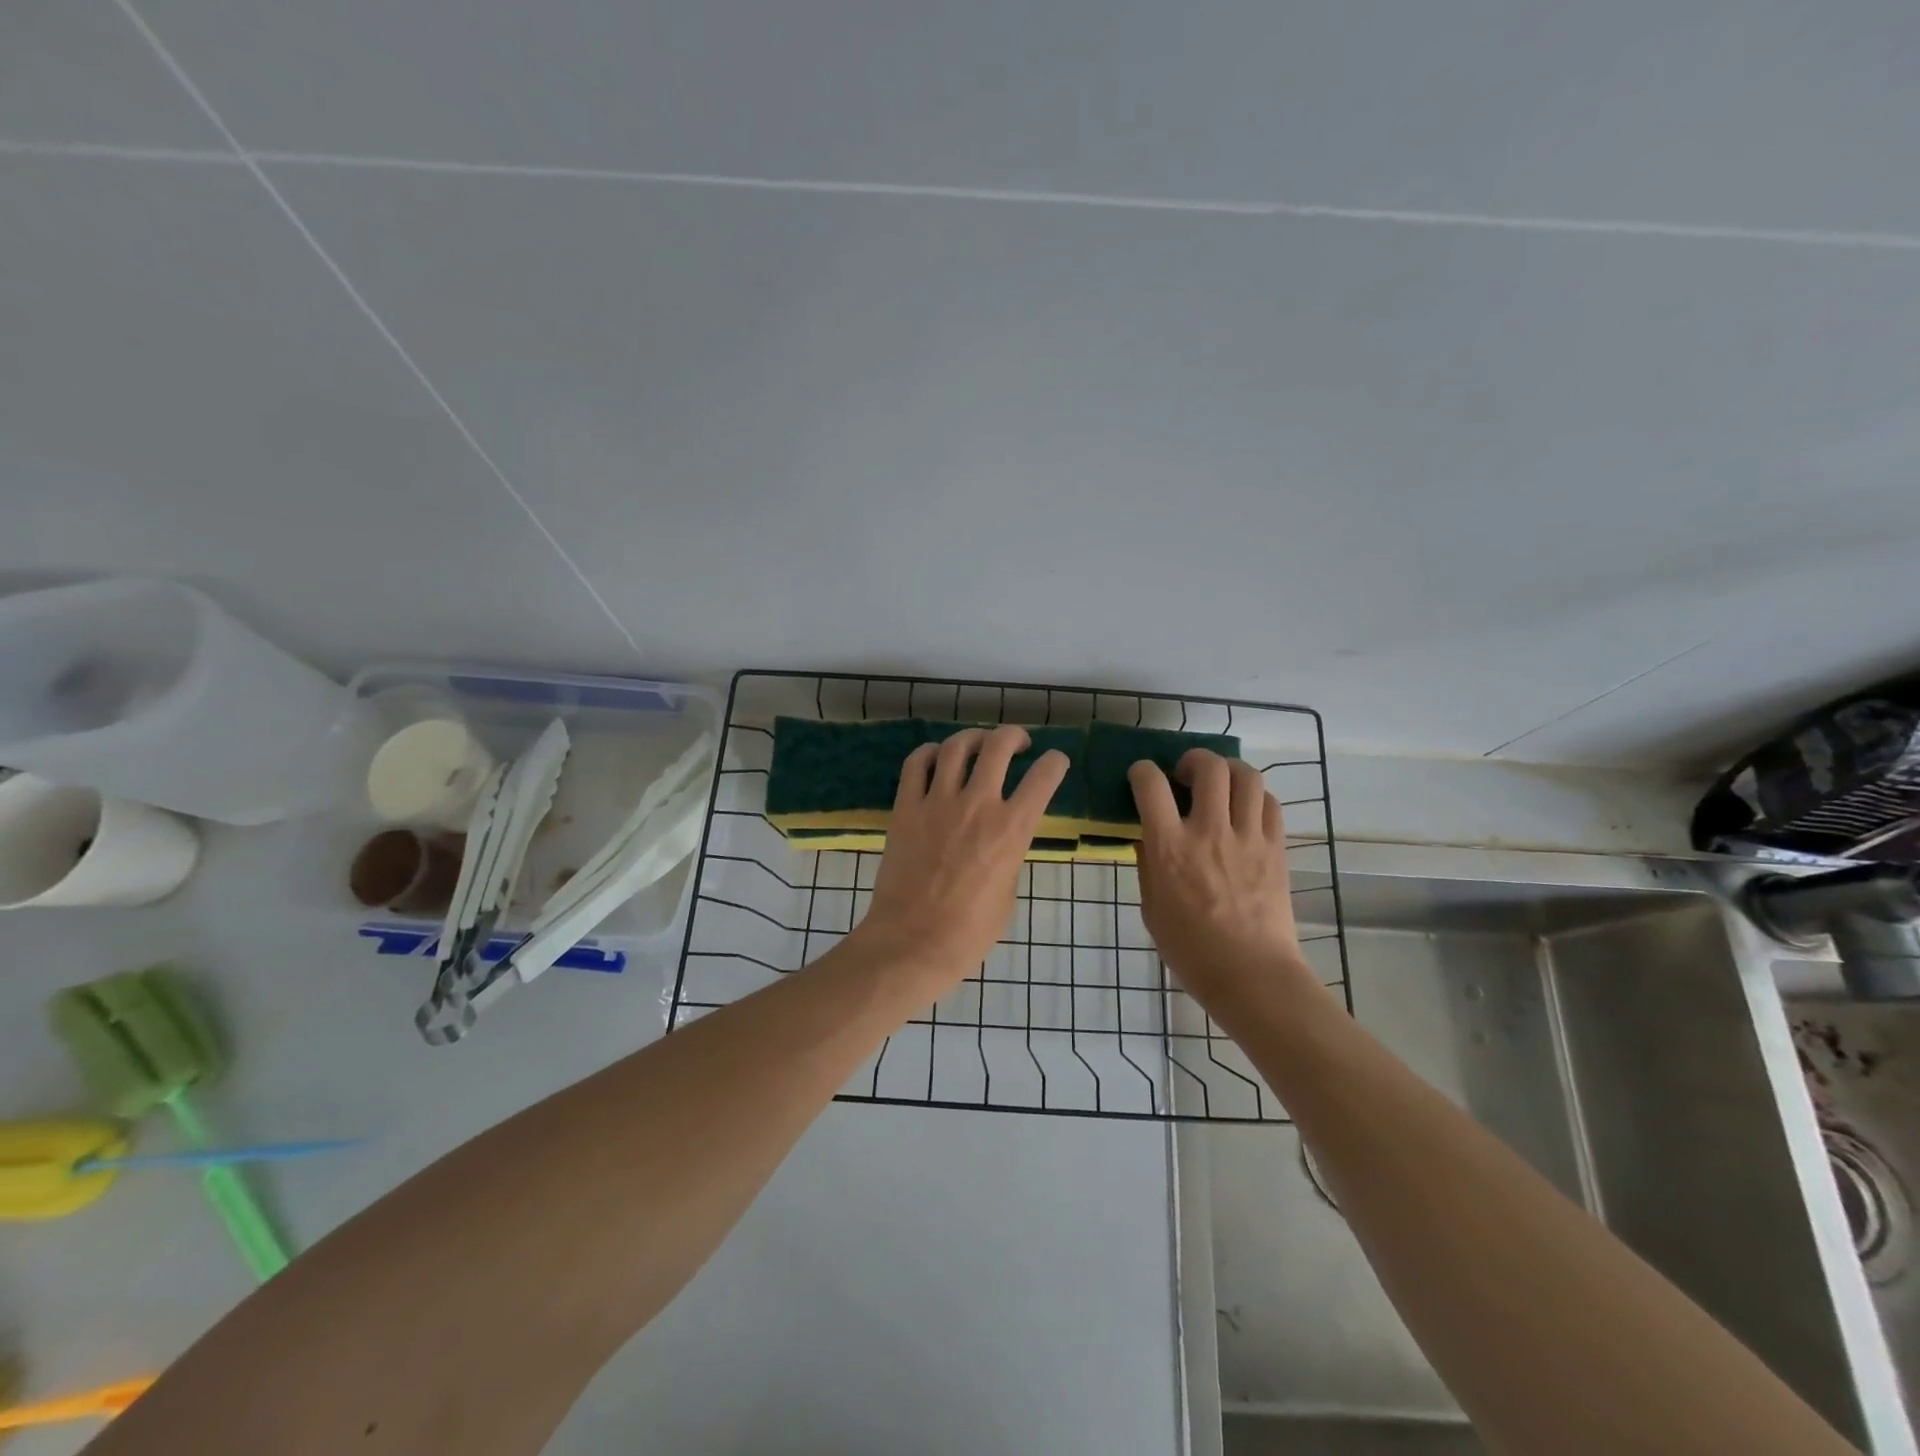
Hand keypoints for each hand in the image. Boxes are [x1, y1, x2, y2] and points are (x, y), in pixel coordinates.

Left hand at [860, 726, 1069, 985]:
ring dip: (974, 738)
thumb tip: (1003, 838)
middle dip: (1015, 736)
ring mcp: (937, 802)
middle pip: (1000, 745)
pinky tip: (937, 757)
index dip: (1056, 762)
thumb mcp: (1008, 892)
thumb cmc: (969, 932)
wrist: (912, 943)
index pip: (1044, 776)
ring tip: (979, 744)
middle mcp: (978, 804)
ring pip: (958, 746)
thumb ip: (1010, 854)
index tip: (1055, 762)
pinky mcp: (906, 808)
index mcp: (1011, 829)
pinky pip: (917, 764)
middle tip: (1018, 743)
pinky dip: (929, 752)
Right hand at [1129, 750, 1317, 1008]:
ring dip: (1228, 769)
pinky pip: (1270, 803)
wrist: (1251, 975)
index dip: (1142, 771)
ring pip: (1246, 776)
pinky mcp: (1276, 848)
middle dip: (1193, 759)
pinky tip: (1245, 809)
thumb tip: (1148, 835)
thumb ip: (1148, 865)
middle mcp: (1209, 831)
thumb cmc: (1190, 949)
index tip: (1141, 777)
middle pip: (1208, 767)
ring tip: (1219, 783)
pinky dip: (1255, 796)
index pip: (1150, 784)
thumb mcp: (1151, 907)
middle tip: (1185, 774)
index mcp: (1170, 847)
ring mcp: (1248, 837)